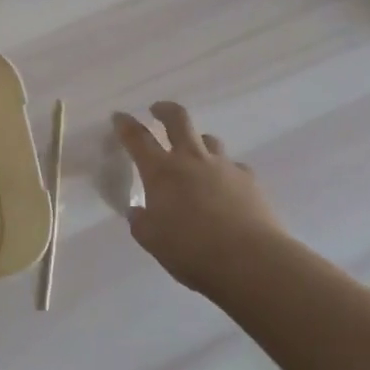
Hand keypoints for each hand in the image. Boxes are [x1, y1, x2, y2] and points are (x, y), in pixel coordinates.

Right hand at [113, 102, 285, 293]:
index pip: (138, 139)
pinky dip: (226, 171)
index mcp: (161, 172)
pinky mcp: (249, 179)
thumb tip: (138, 212)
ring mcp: (223, 166)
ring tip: (194, 153)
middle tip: (157, 110)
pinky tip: (227, 187)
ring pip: (209, 139)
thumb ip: (141, 223)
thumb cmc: (192, 251)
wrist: (250, 260)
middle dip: (165, 110)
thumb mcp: (153, 241)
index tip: (119, 116)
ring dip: (198, 141)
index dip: (126, 125)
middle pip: (178, 120)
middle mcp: (191, 160)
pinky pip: (234, 166)